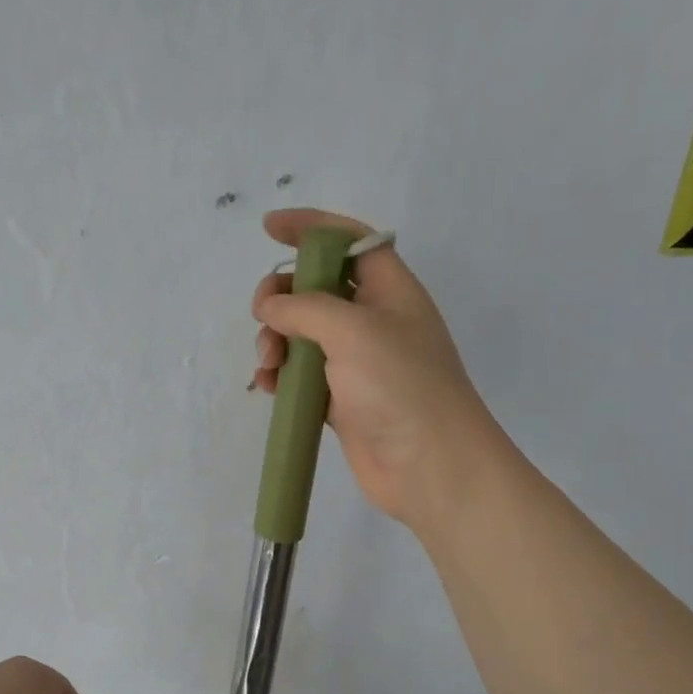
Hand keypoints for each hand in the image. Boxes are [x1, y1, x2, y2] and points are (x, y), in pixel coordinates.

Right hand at [252, 208, 502, 529]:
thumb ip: (305, 307)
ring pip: (303, 335)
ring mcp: (357, 364)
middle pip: (317, 289)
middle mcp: (373, 321)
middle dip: (283, 296)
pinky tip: (269, 387)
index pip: (349, 242)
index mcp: (390, 290)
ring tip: (268, 363)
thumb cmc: (400, 386)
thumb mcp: (353, 330)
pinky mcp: (341, 401)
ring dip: (276, 341)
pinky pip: (302, 377)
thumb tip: (271, 308)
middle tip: (263, 316)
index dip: (311, 227)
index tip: (269, 228)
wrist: (429, 466)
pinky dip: (282, 377)